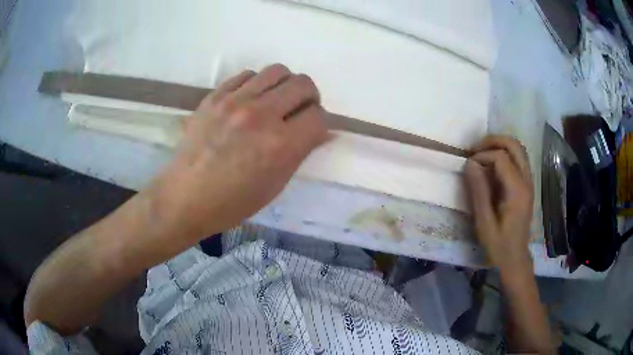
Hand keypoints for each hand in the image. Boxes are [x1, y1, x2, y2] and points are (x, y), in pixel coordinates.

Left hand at [154, 64, 327, 238]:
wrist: (185, 197)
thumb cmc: (232, 202)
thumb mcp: (275, 185)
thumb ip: (300, 153)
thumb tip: (320, 132)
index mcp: (281, 145)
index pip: (319, 116)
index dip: (321, 122)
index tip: (312, 129)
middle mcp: (261, 115)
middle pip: (303, 84)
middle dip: (310, 97)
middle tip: (299, 111)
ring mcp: (235, 101)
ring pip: (277, 71)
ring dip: (285, 85)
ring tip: (276, 101)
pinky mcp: (215, 96)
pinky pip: (247, 75)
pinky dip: (257, 84)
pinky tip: (250, 100)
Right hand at [465, 135, 533, 269]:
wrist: (515, 258)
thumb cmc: (498, 244)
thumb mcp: (484, 222)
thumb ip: (478, 191)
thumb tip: (470, 163)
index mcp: (517, 191)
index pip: (501, 158)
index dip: (482, 156)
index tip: (468, 166)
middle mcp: (527, 181)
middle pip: (514, 145)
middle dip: (493, 141)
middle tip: (475, 149)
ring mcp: (529, 182)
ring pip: (518, 149)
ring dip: (500, 145)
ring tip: (482, 153)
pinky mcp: (527, 185)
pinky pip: (519, 159)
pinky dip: (505, 154)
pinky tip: (493, 164)